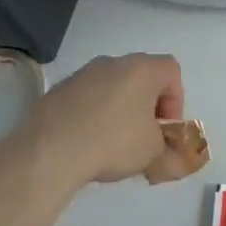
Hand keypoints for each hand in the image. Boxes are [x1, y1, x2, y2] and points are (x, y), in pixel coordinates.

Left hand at [12, 53, 185, 185]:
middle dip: (147, 105)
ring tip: (111, 142)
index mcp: (142, 69)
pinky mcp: (56, 90)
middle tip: (143, 135)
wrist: (48, 152)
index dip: (175, 100)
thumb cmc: (113, 142)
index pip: (172, 71)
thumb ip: (170, 152)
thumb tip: (177, 162)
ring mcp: (82, 74)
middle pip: (141, 76)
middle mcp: (113, 62)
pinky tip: (85, 142)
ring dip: (118, 108)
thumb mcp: (152, 153)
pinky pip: (85, 98)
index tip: (165, 129)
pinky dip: (92, 114)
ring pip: (111, 86)